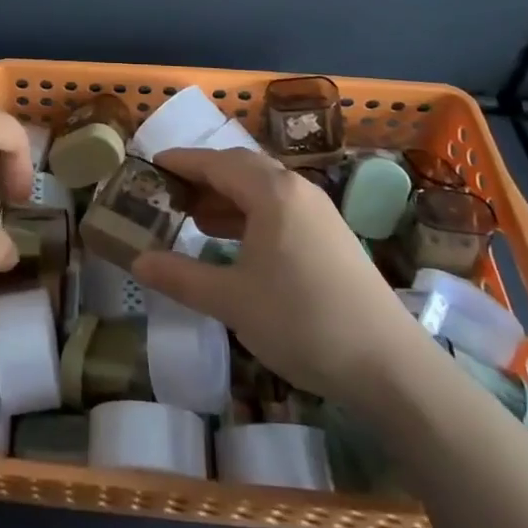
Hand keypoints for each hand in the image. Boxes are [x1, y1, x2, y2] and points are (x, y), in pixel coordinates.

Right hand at [132, 147, 415, 398]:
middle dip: (203, 177)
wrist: (389, 366)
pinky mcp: (332, 237)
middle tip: (169, 193)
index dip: (182, 161)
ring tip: (194, 218)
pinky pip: (280, 209)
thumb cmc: (302, 321)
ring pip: (263, 190)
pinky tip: (236, 244)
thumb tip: (137, 262)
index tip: (152, 164)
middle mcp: (297, 190)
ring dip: (227, 197)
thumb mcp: (232, 301)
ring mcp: (319, 213)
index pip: (216, 162)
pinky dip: (251, 215)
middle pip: (241, 169)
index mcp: (272, 192)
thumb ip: (181, 277)